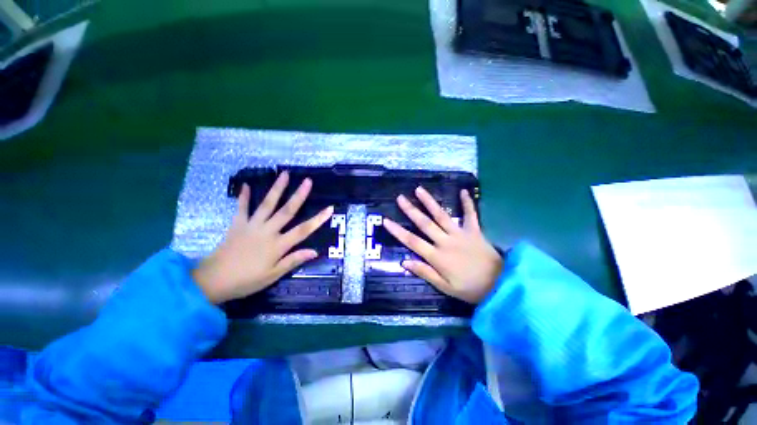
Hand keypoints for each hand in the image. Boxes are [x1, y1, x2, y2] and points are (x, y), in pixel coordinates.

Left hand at [193, 171, 333, 303]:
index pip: (303, 230)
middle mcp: (267, 231)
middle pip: (287, 211)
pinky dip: (244, 197)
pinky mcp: (237, 225)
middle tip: (308, 181)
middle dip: (299, 195)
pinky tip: (246, 185)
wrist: (213, 281)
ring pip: (267, 204)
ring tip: (284, 174)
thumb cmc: (247, 280)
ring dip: (277, 189)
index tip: (330, 208)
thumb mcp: (273, 275)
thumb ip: (293, 260)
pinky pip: (242, 208)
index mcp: (278, 245)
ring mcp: (252, 226)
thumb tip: (315, 251)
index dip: (318, 219)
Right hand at [383, 186, 502, 303]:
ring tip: (419, 190)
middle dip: (411, 210)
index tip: (386, 221)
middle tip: (400, 198)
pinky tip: (464, 191)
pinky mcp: (474, 231)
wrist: (500, 285)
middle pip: (425, 224)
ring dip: (430, 202)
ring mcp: (460, 234)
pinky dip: (467, 203)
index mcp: (437, 257)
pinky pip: (471, 215)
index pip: (412, 242)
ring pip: (442, 215)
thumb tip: (405, 261)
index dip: (398, 231)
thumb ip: (425, 273)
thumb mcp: (445, 287)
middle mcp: (446, 241)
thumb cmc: (470, 288)